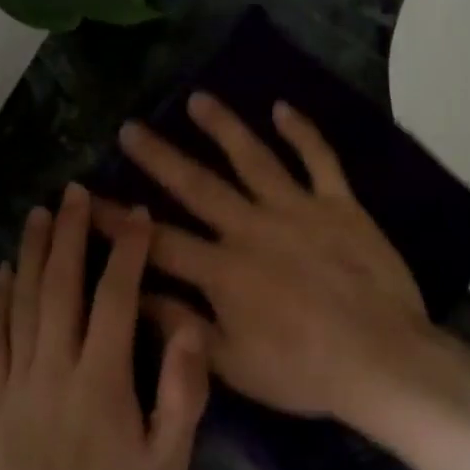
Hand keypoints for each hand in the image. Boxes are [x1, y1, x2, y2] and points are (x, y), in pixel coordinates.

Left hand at [0, 184, 209, 469]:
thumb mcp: (171, 460)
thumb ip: (182, 391)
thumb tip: (188, 325)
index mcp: (100, 380)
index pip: (114, 297)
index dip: (126, 250)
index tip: (136, 213)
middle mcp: (53, 370)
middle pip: (60, 286)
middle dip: (71, 233)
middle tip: (77, 192)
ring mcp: (18, 384)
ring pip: (22, 303)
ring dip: (33, 253)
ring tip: (41, 213)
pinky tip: (4, 272)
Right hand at [94, 94, 449, 430]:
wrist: (382, 359)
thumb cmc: (304, 370)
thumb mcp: (231, 364)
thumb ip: (182, 326)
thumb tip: (134, 294)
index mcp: (223, 270)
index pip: (157, 241)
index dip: (118, 221)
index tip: (87, 198)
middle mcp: (252, 228)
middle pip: (198, 186)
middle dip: (160, 157)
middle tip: (131, 129)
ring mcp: (298, 210)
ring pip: (254, 158)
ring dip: (224, 127)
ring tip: (198, 100)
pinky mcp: (339, 205)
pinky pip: (319, 159)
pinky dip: (302, 132)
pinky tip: (282, 108)